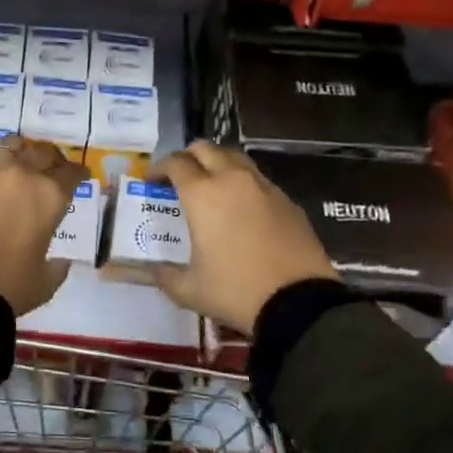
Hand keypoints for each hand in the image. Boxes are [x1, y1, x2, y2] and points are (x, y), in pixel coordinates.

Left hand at [0, 135, 87, 314]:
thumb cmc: (10, 285)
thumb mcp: (46, 279)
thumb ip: (59, 264)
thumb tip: (62, 260)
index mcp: (50, 195)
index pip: (71, 173)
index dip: (77, 173)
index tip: (79, 175)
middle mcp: (22, 173)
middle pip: (42, 153)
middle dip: (50, 160)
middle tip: (49, 169)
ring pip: (10, 146)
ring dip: (18, 153)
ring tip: (16, 164)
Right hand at [151, 141, 337, 332]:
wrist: (299, 303)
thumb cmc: (236, 291)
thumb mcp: (190, 290)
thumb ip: (165, 276)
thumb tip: (153, 270)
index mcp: (203, 195)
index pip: (175, 164)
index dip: (159, 168)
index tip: (153, 180)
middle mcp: (232, 180)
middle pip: (205, 149)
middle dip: (188, 157)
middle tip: (180, 177)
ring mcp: (264, 187)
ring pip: (235, 158)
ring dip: (218, 163)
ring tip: (211, 186)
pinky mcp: (287, 200)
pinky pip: (259, 179)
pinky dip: (243, 183)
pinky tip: (243, 208)